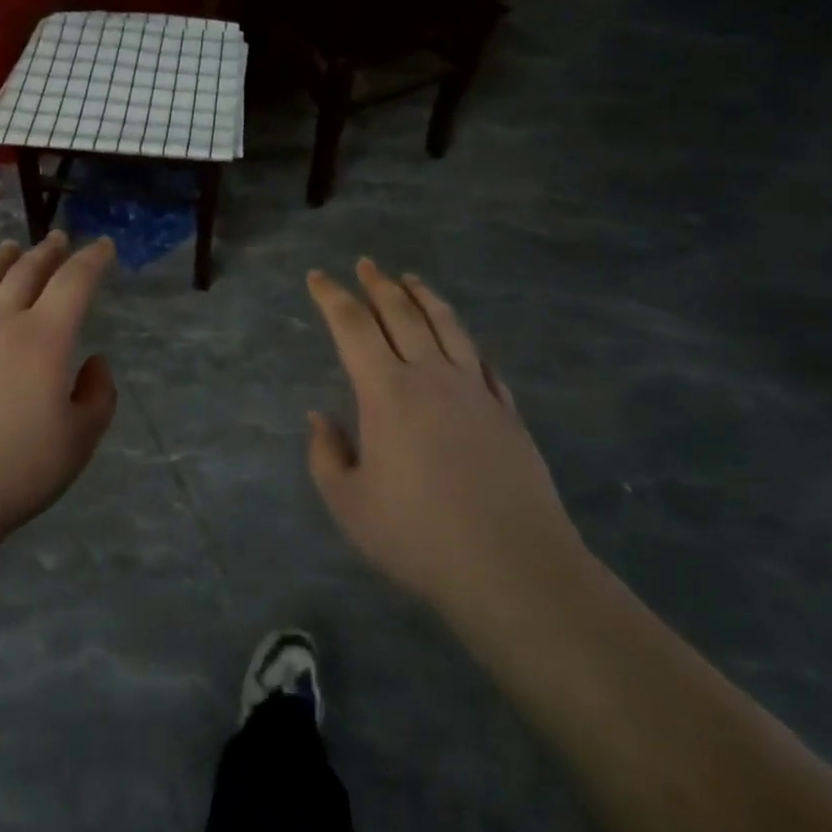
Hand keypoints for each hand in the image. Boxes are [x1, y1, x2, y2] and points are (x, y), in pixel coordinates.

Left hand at [0, 232, 117, 547]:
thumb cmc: (14, 469)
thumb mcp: (78, 441)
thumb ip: (98, 397)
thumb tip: (94, 363)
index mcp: (44, 338)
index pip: (74, 283)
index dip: (92, 260)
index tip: (103, 246)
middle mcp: (0, 323)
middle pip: (26, 272)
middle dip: (47, 252)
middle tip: (58, 238)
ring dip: (2, 261)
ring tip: (10, 248)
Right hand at [306, 259, 583, 622]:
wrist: (513, 567)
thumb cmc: (418, 536)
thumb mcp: (349, 504)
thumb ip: (326, 455)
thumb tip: (320, 416)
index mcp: (386, 392)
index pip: (352, 326)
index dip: (332, 296)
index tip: (318, 277)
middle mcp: (430, 376)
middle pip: (401, 313)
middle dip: (378, 284)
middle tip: (365, 264)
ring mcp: (474, 390)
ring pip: (446, 325)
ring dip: (424, 296)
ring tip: (410, 279)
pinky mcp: (506, 411)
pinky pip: (481, 359)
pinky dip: (463, 337)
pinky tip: (460, 337)